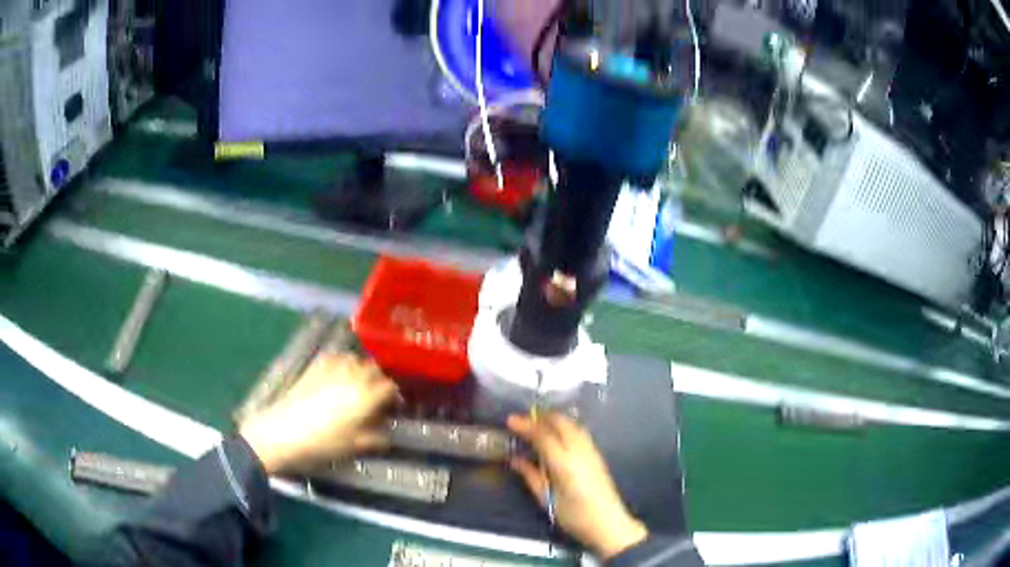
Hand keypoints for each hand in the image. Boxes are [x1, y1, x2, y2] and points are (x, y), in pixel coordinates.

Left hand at [238, 353, 399, 473]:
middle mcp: (353, 376)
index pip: (390, 386)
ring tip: (358, 384)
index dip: (395, 396)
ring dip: (361, 369)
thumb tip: (387, 435)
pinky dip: (342, 362)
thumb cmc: (322, 444)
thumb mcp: (353, 446)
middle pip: (374, 369)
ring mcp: (332, 368)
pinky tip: (337, 375)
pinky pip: (335, 357)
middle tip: (377, 397)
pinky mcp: (314, 367)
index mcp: (366, 396)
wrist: (282, 433)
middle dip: (379, 380)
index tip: (394, 407)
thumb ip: (375, 438)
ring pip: (355, 359)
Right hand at [507, 413, 647, 559]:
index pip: (543, 435)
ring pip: (572, 424)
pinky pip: (579, 431)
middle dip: (540, 417)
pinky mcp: (597, 454)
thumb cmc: (574, 516)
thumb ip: (531, 476)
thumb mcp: (546, 499)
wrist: (608, 523)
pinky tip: (556, 434)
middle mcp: (579, 451)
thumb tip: (515, 459)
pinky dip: (564, 426)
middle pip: (560, 423)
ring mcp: (591, 450)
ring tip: (536, 425)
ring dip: (553, 420)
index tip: (510, 421)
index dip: (526, 425)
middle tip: (522, 422)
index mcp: (564, 463)